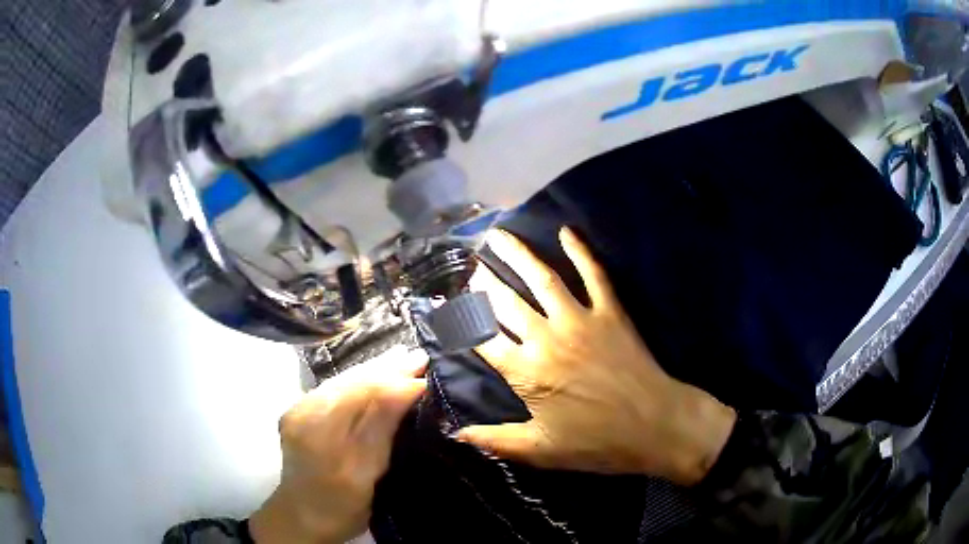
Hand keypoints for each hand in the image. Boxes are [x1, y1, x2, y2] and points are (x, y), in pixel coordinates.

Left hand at [250, 346, 426, 543]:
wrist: (302, 517)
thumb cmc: (340, 506)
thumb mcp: (367, 473)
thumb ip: (383, 427)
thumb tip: (410, 386)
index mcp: (320, 431)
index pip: (363, 392)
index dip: (396, 379)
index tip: (426, 370)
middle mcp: (304, 412)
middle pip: (350, 382)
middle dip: (386, 368)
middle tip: (419, 356)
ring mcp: (297, 409)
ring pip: (342, 383)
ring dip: (374, 372)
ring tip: (402, 359)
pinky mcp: (298, 412)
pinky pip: (333, 391)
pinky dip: (358, 383)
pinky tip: (375, 377)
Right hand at [457, 228, 735, 485]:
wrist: (655, 425)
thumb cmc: (597, 443)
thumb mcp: (541, 450)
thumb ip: (496, 440)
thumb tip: (455, 434)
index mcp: (526, 373)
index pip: (483, 339)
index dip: (461, 321)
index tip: (448, 307)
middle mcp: (547, 339)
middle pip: (506, 302)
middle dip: (485, 282)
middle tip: (473, 267)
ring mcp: (581, 321)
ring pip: (542, 280)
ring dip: (518, 255)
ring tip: (498, 236)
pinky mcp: (611, 312)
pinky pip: (594, 275)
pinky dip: (581, 252)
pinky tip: (567, 232)